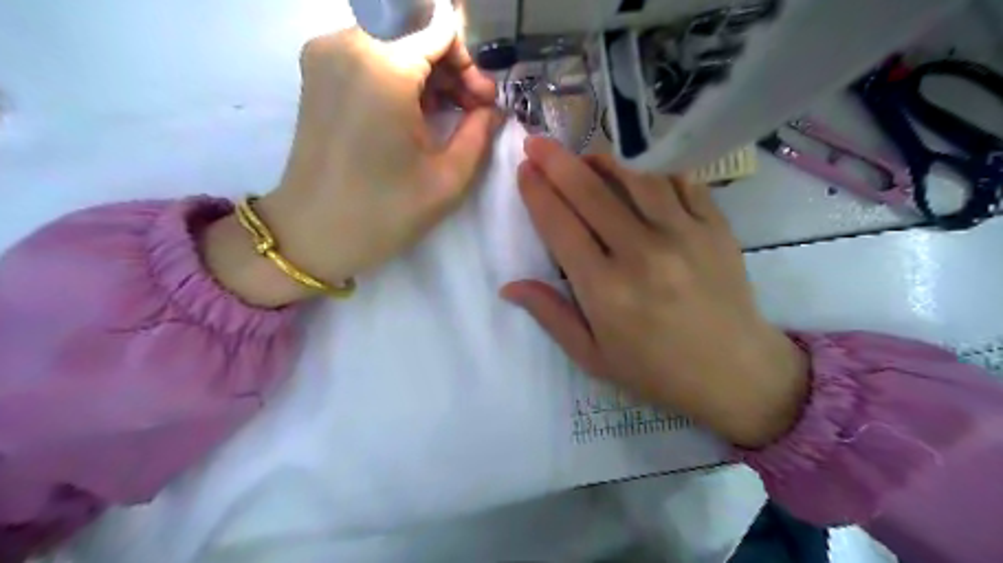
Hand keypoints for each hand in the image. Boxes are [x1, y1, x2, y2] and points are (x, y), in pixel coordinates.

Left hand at [206, 1, 501, 307]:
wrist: (313, 233)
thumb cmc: (384, 212)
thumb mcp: (447, 179)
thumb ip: (479, 132)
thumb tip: (492, 110)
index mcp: (382, 66)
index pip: (440, 27)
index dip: (469, 62)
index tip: (482, 102)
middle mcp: (348, 44)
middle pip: (416, 28)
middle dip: (451, 65)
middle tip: (472, 111)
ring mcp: (325, 54)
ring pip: (394, 37)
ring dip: (428, 71)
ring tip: (446, 117)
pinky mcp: (317, 71)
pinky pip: (371, 52)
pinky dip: (400, 75)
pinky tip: (414, 114)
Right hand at [502, 138, 805, 450]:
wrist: (735, 373)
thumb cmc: (655, 370)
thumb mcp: (593, 356)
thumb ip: (551, 315)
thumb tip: (509, 285)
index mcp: (605, 290)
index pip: (560, 226)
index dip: (537, 193)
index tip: (524, 170)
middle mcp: (641, 253)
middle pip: (590, 193)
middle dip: (557, 162)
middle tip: (538, 142)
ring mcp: (684, 235)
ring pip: (635, 179)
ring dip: (603, 161)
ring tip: (584, 156)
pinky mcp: (715, 227)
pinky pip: (680, 182)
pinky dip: (653, 171)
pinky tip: (639, 174)